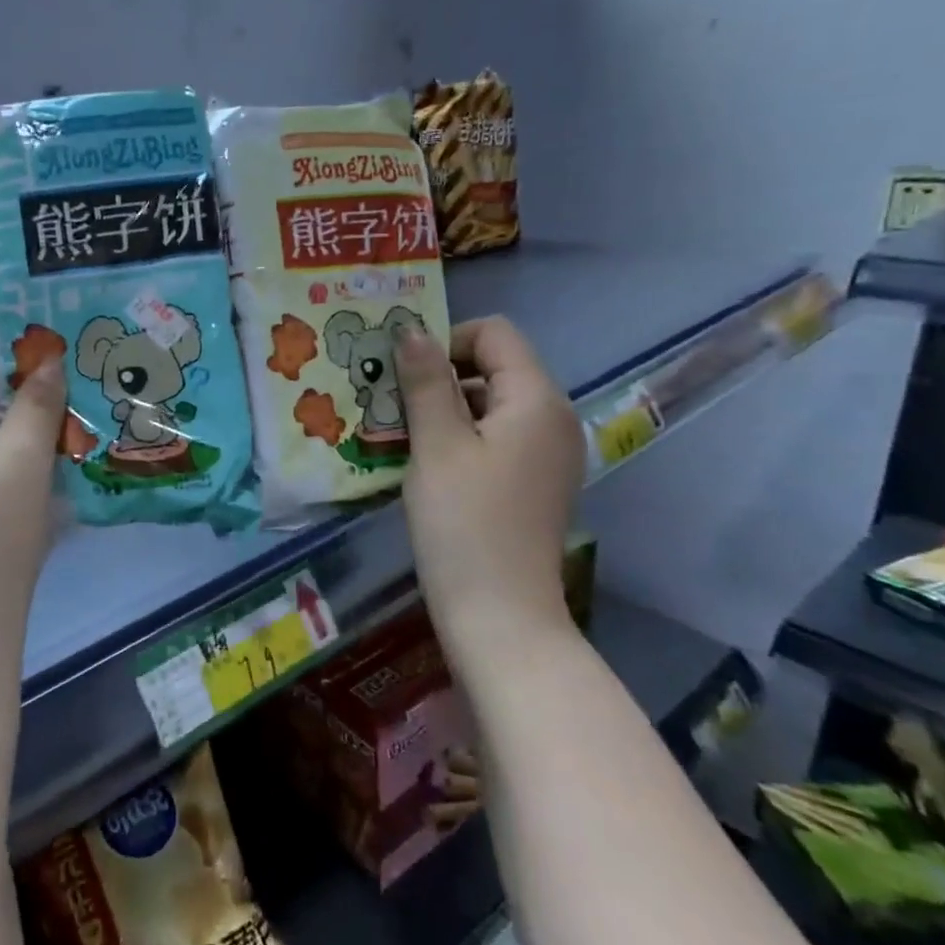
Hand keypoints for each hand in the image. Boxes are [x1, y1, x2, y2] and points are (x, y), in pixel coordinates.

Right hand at [396, 317, 584, 650]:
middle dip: (439, 375)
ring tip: (399, 434)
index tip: (403, 374)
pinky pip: (495, 437)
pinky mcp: (534, 481)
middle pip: (494, 366)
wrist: (500, 616)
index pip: (494, 333)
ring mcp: (547, 453)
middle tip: (390, 404)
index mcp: (537, 400)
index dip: (445, 340)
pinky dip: (459, 437)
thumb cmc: (463, 523)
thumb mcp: (437, 445)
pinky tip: (425, 463)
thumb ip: (426, 381)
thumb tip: (411, 329)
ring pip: (490, 404)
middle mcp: (553, 418)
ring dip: (444, 408)